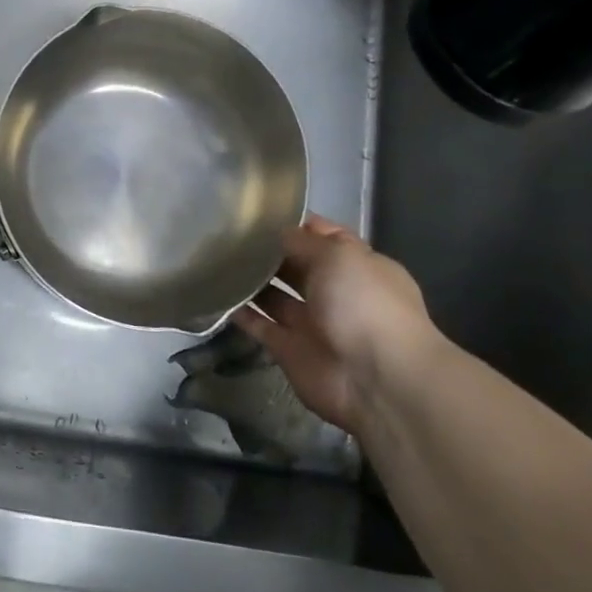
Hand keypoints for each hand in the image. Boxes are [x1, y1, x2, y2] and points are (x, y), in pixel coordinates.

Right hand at [232, 217, 439, 435]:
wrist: (376, 380)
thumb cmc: (364, 304)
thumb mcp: (336, 256)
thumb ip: (300, 242)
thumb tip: (272, 233)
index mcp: (357, 265)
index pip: (323, 236)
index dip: (294, 223)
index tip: (256, 211)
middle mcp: (335, 292)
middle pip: (295, 265)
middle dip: (266, 251)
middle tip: (226, 233)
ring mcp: (312, 323)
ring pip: (274, 296)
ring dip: (251, 281)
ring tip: (214, 260)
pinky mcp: (289, 350)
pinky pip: (260, 326)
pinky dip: (241, 313)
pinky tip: (215, 294)